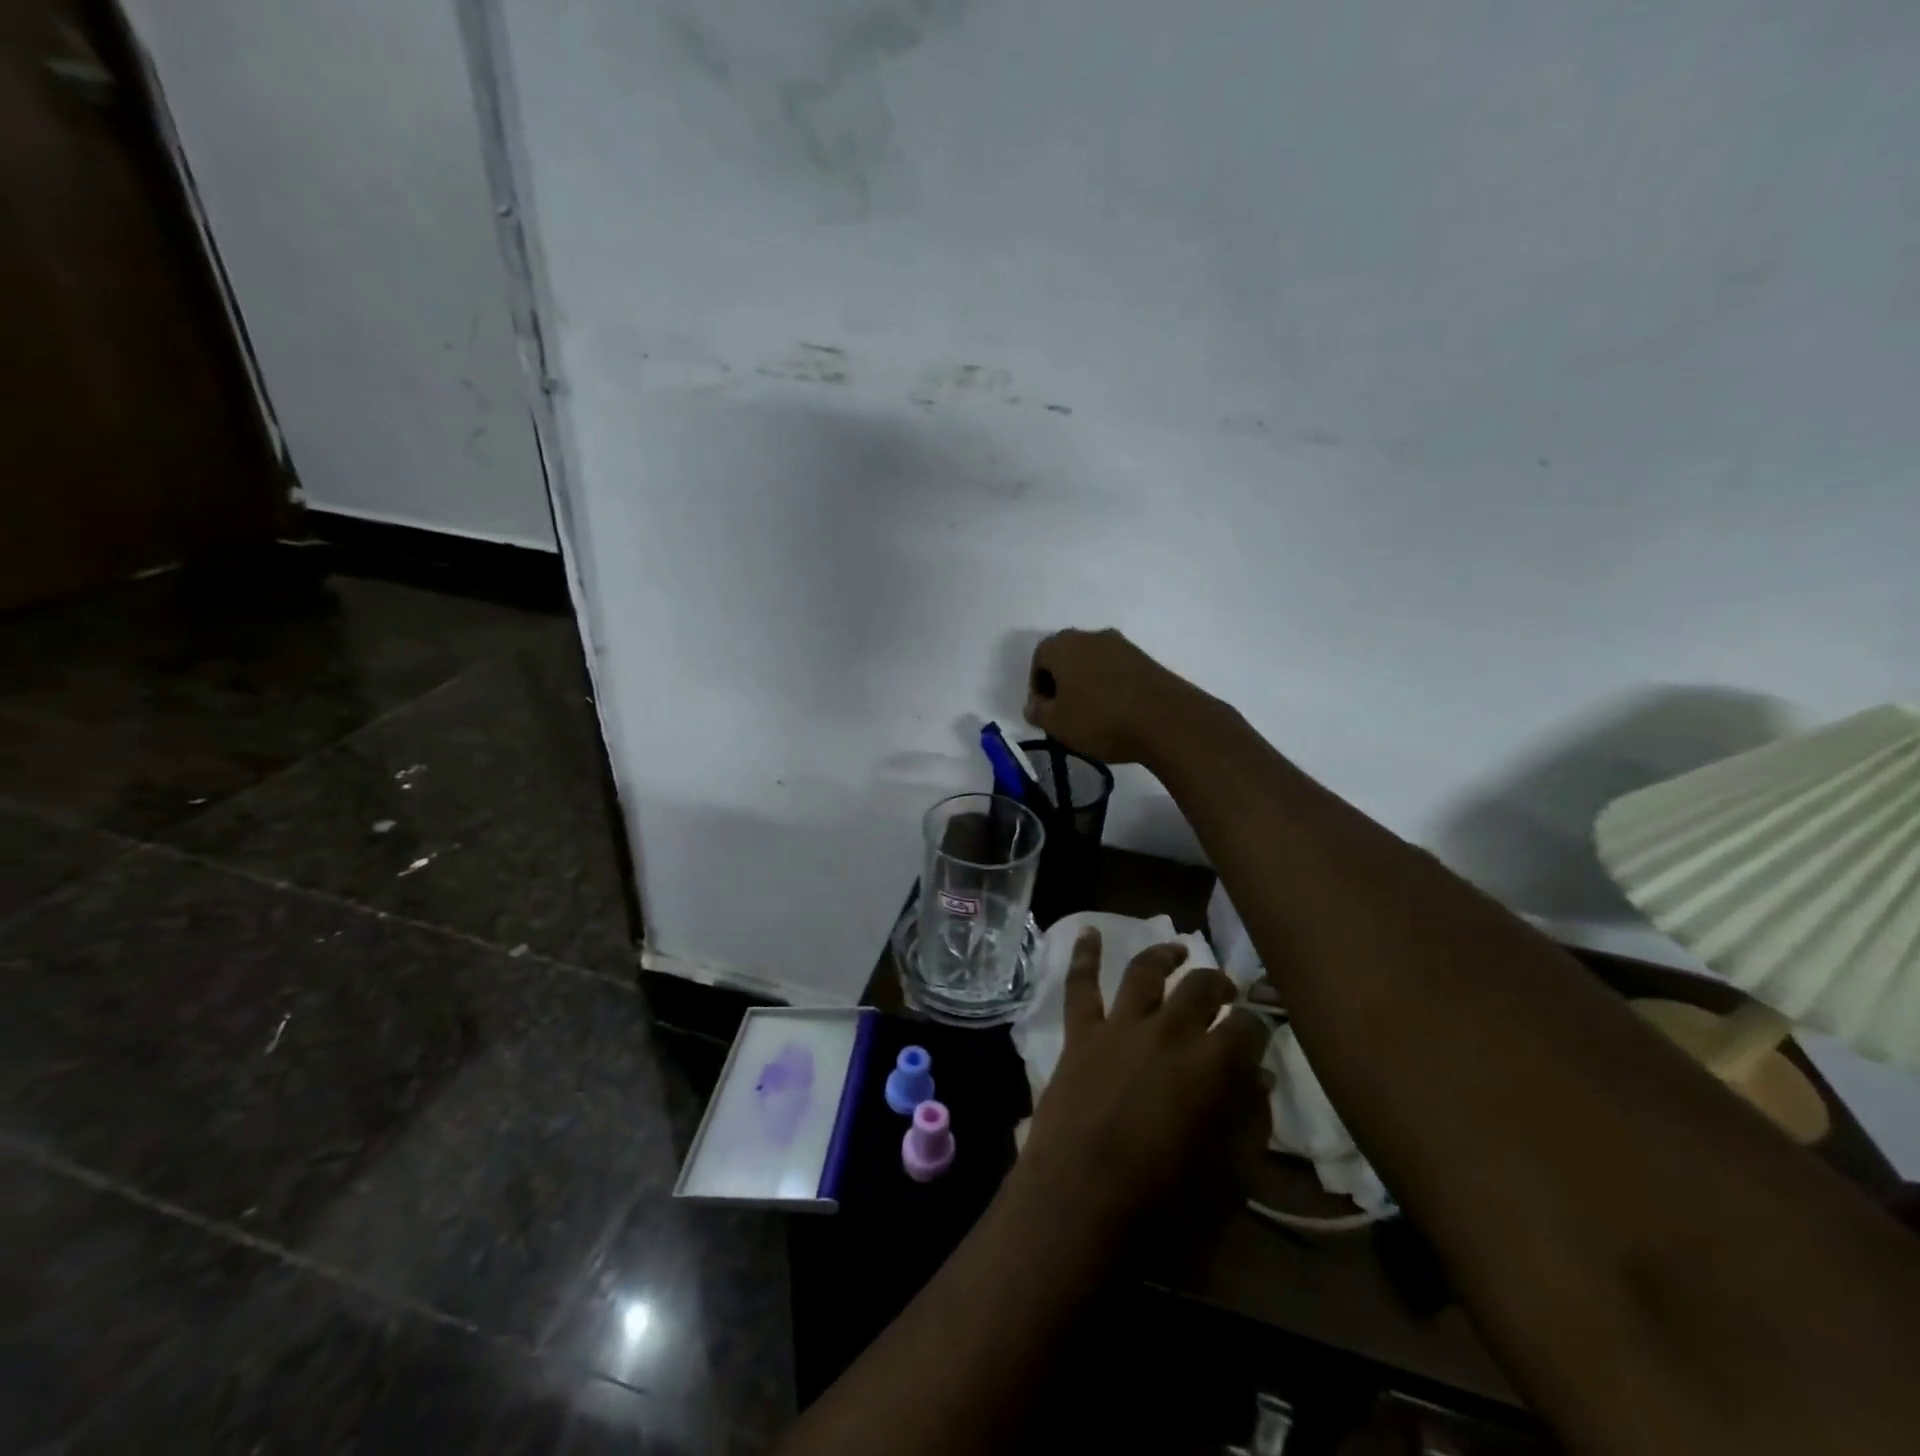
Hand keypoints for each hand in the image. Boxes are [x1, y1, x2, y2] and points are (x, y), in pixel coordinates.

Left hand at [1018, 930, 1271, 1239]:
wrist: (1079, 1203)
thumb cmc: (1162, 1207)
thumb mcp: (1228, 1177)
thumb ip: (1249, 1122)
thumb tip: (1259, 1079)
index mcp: (1211, 1065)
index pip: (1248, 1027)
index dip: (1259, 1027)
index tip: (1260, 1034)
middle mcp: (1168, 1031)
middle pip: (1200, 988)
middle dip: (1219, 985)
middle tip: (1227, 992)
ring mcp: (1120, 1027)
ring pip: (1146, 973)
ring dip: (1164, 956)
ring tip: (1178, 949)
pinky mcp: (1081, 1034)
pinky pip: (1080, 985)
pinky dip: (1084, 955)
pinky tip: (1087, 931)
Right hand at [1025, 628, 1201, 764]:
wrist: (1166, 720)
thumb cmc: (1100, 719)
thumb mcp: (1057, 724)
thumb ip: (1038, 712)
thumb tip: (1034, 705)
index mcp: (1063, 645)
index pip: (1039, 658)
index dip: (1037, 686)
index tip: (1044, 711)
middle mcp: (1091, 636)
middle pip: (1066, 657)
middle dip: (1061, 682)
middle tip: (1065, 712)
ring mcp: (1122, 645)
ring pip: (1092, 662)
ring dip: (1086, 684)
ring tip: (1092, 715)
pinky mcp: (1146, 658)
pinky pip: (1116, 669)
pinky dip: (1110, 686)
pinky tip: (1116, 711)